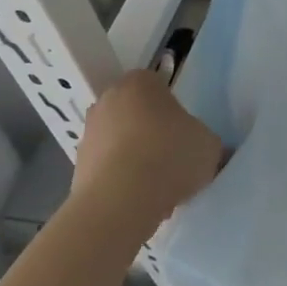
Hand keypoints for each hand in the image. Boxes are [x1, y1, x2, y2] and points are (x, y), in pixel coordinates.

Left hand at [73, 71, 222, 228]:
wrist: (119, 203)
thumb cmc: (169, 157)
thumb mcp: (209, 144)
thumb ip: (205, 139)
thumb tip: (202, 146)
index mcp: (140, 82)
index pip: (159, 85)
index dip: (174, 108)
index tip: (185, 130)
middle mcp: (108, 100)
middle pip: (136, 112)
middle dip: (152, 131)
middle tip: (173, 155)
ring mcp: (88, 133)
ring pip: (121, 141)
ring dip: (135, 157)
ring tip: (158, 186)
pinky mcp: (77, 167)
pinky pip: (108, 168)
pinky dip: (121, 180)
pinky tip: (140, 200)